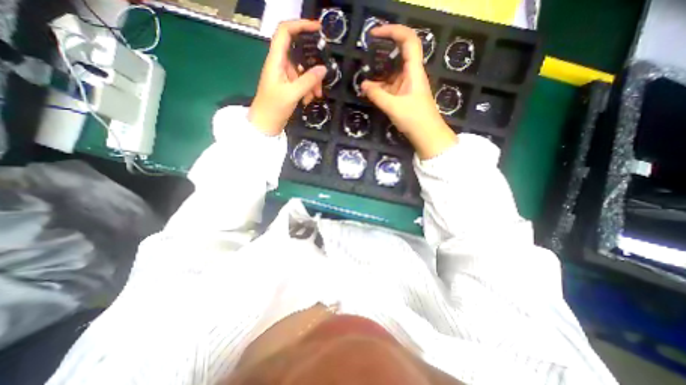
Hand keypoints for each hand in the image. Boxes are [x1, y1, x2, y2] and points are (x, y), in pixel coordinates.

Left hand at [251, 20, 327, 136]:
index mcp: (276, 60)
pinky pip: (302, 81)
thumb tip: (323, 68)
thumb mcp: (292, 94)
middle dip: (313, 64)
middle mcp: (280, 64)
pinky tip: (310, 99)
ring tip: (317, 95)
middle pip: (299, 53)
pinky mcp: (288, 85)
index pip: (285, 32)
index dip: (300, 25)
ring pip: (303, 70)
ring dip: (312, 81)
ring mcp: (284, 75)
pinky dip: (308, 89)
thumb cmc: (273, 107)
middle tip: (323, 76)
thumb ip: (308, 81)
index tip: (317, 29)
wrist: (266, 124)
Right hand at [359, 25, 453, 159]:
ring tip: (363, 78)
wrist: (427, 136)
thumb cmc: (415, 119)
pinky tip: (369, 91)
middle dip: (382, 53)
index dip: (393, 31)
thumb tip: (363, 85)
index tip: (374, 34)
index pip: (408, 40)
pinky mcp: (403, 96)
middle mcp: (411, 74)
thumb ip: (377, 95)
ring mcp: (407, 86)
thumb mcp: (393, 107)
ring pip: (391, 73)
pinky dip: (380, 87)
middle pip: (398, 54)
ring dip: (378, 74)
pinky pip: (390, 86)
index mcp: (414, 71)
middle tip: (366, 55)